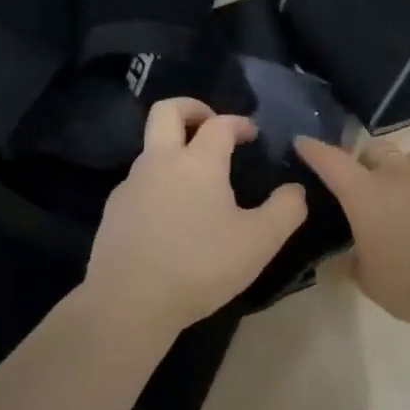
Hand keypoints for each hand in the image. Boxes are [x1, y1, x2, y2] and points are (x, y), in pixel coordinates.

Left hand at [85, 99, 307, 335]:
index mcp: (198, 162)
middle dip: (192, 107)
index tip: (253, 134)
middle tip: (211, 124)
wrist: (129, 302)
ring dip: (174, 151)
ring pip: (151, 149)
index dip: (239, 122)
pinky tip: (172, 217)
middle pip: (167, 111)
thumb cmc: (201, 265)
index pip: (220, 124)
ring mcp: (130, 186)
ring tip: (198, 182)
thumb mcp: (260, 241)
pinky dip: (159, 184)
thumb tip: (296, 189)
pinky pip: (139, 183)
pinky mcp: (113, 212)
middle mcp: (160, 162)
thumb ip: (286, 209)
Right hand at [293, 136, 409, 324]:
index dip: (314, 150)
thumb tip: (338, 261)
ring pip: (409, 158)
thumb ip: (352, 266)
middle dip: (363, 158)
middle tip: (360, 180)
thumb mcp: (371, 282)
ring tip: (398, 194)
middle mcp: (396, 176)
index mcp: (365, 194)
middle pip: (374, 149)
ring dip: (399, 169)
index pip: (332, 162)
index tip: (303, 142)